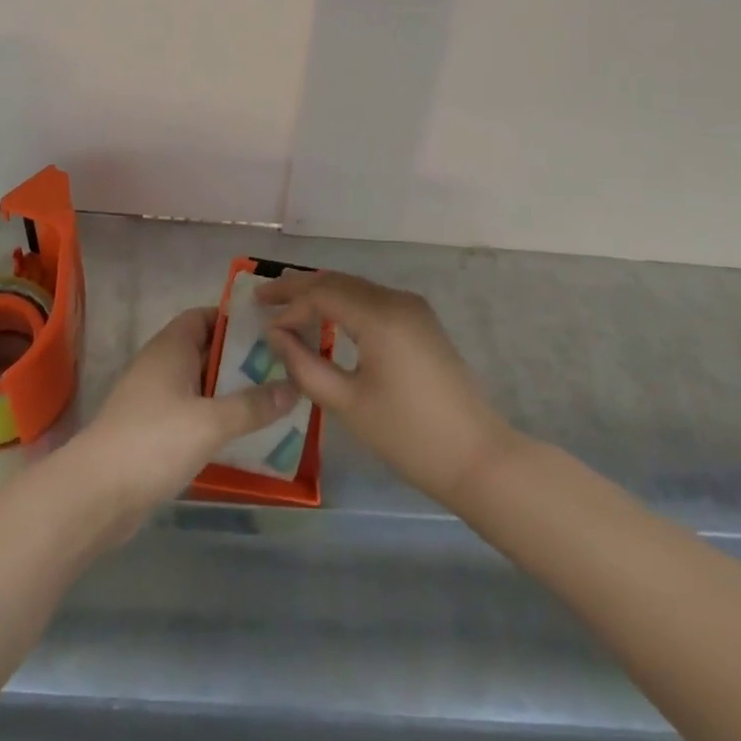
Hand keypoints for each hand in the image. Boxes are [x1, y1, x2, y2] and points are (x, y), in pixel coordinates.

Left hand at [73, 307, 296, 520]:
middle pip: (204, 350)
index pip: (204, 316)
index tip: (268, 332)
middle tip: (280, 369)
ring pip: (198, 384)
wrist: (97, 493)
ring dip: (228, 391)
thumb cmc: (155, 441)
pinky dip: (212, 417)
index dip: (234, 320)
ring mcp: (152, 398)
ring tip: (269, 401)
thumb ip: (253, 405)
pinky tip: (239, 434)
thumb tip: (293, 387)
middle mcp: (160, 364)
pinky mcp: (150, 430)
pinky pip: (189, 412)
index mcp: (171, 347)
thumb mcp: (212, 422)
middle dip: (238, 359)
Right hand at [258, 271, 511, 508]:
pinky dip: (343, 303)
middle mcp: (396, 300)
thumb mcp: (347, 404)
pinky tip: (327, 318)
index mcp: (379, 316)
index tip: (262, 325)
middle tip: (263, 297)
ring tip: (287, 305)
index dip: (288, 306)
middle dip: (299, 288)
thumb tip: (275, 336)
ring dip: (321, 293)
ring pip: (355, 287)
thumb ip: (304, 365)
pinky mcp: (421, 322)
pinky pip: (372, 300)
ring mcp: (412, 308)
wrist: (478, 459)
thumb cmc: (408, 436)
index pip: (321, 294)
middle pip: (337, 281)